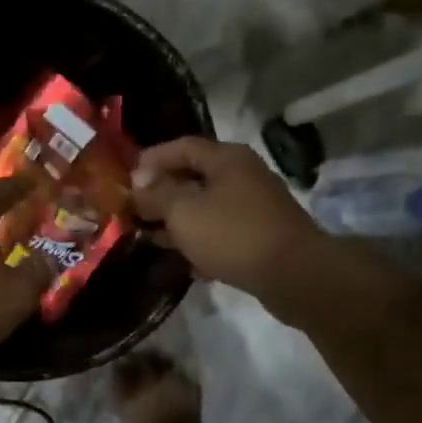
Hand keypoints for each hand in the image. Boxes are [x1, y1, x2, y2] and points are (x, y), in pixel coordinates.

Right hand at [133, 137, 392, 324]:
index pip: (182, 147)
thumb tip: (138, 185)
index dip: (151, 160)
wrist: (295, 275)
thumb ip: (156, 195)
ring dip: (179, 221)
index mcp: (227, 158)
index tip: (126, 179)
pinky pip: (222, 232)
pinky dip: (202, 242)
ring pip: (207, 207)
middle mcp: (243, 175)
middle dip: (162, 193)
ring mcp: (255, 207)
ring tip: (151, 237)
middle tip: (134, 210)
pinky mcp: (262, 237)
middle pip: (194, 177)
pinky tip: (185, 262)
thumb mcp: (183, 212)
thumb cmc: (233, 234)